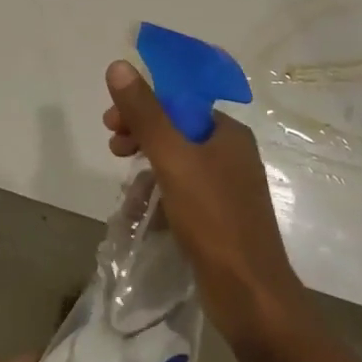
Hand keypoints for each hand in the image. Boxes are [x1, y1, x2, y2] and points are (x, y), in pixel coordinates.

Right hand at [104, 59, 308, 350]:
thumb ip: (145, 112)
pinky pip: (183, 192)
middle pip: (176, 130)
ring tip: (125, 185)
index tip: (111, 122)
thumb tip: (118, 64)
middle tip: (113, 147)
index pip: (178, 103)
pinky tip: (142, 211)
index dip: (142, 106)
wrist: (251, 296)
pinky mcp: (221, 219)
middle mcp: (232, 155)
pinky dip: (160, 193)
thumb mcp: (172, 159)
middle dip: (141, 135)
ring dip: (147, 166)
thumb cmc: (213, 219)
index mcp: (228, 133)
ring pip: (177, 163)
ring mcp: (228, 189)